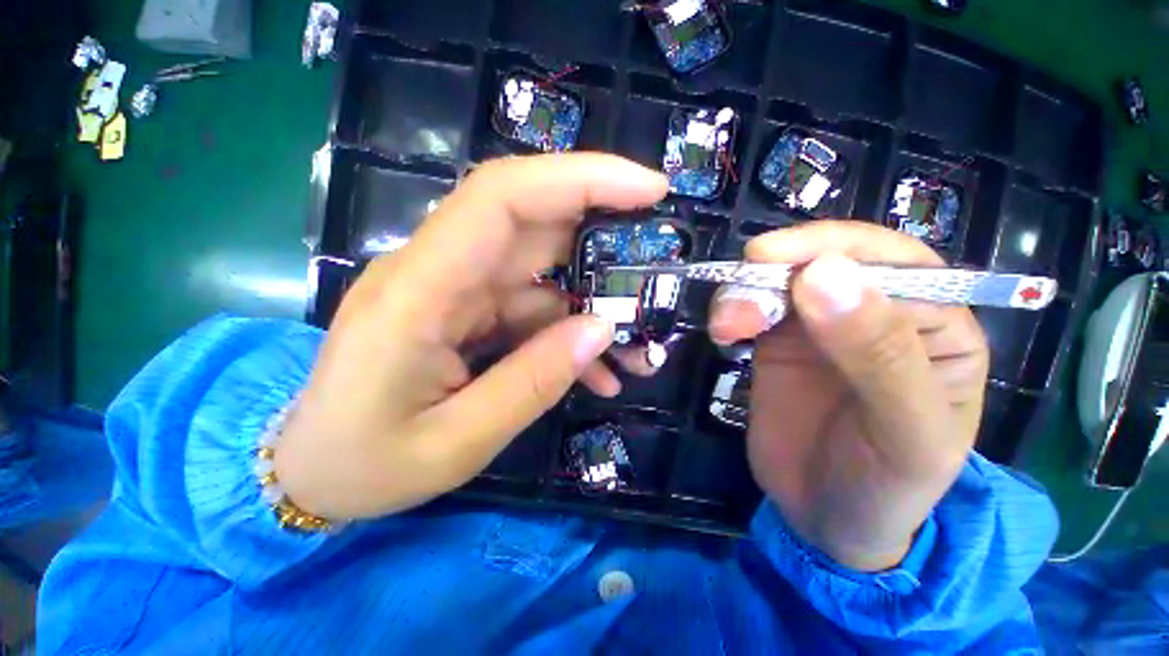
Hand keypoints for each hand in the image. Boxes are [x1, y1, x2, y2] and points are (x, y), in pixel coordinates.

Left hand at [276, 154, 668, 520]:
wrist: (313, 473)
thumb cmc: (365, 465)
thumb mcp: (456, 442)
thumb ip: (532, 383)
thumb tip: (600, 330)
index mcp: (418, 290)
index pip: (503, 197)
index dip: (579, 178)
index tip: (647, 188)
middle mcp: (438, 273)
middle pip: (533, 223)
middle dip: (604, 235)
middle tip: (659, 262)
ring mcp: (455, 291)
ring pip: (543, 275)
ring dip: (596, 305)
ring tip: (638, 350)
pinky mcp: (467, 313)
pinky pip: (532, 310)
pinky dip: (570, 335)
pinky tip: (598, 373)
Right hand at [710, 222, 988, 571]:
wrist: (825, 519)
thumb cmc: (886, 485)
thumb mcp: (905, 433)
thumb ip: (878, 354)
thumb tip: (825, 274)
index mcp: (935, 327)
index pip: (894, 261)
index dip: (833, 247)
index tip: (770, 256)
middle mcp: (876, 315)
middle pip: (825, 263)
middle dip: (775, 273)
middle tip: (737, 303)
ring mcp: (818, 327)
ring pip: (778, 283)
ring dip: (743, 293)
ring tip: (725, 328)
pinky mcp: (775, 343)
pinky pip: (751, 308)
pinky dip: (731, 310)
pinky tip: (723, 333)